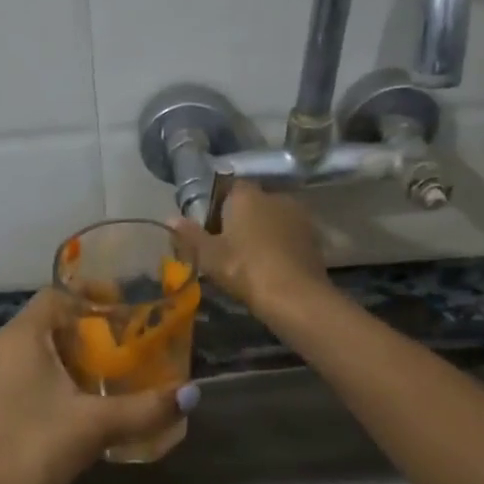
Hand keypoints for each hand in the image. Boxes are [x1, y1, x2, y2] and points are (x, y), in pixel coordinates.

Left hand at [0, 291, 197, 483]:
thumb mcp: (98, 424)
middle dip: (84, 330)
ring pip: (31, 350)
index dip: (90, 296)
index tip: (123, 310)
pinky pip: (20, 373)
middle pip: (45, 322)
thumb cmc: (38, 449)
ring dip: (66, 356)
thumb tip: (192, 394)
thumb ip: (147, 406)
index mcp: (18, 338)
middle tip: (121, 345)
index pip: (55, 295)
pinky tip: (74, 402)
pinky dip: (49, 376)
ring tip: (105, 373)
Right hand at [169, 183, 328, 321]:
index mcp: (247, 195)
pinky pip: (289, 235)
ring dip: (263, 231)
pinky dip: (280, 245)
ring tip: (251, 258)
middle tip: (228, 245)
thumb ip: (190, 235)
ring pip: (273, 218)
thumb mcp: (209, 255)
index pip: (229, 187)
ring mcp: (298, 215)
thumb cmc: (244, 269)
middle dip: (242, 218)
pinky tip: (272, 266)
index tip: (211, 226)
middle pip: (253, 202)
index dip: (218, 204)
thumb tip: (169, 218)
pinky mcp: (313, 237)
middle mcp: (275, 196)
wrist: (294, 296)